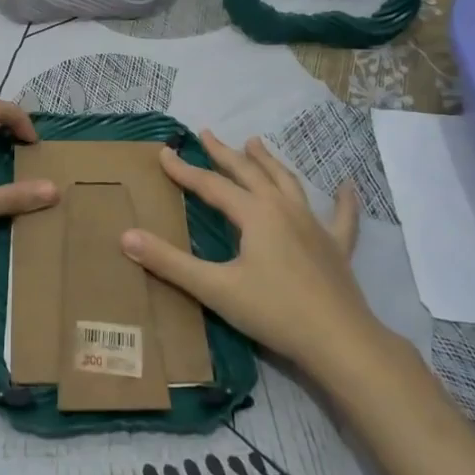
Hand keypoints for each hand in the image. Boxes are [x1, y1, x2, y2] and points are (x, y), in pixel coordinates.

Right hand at [120, 132, 386, 376]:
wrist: (339, 340)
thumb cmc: (274, 311)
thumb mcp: (215, 288)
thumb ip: (169, 262)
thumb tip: (126, 236)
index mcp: (255, 214)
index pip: (211, 186)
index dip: (184, 170)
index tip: (164, 153)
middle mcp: (284, 209)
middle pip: (250, 173)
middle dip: (225, 153)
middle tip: (207, 134)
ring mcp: (314, 226)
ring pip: (288, 183)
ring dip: (269, 162)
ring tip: (256, 143)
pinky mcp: (336, 247)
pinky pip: (342, 217)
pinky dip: (344, 199)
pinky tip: (348, 184)